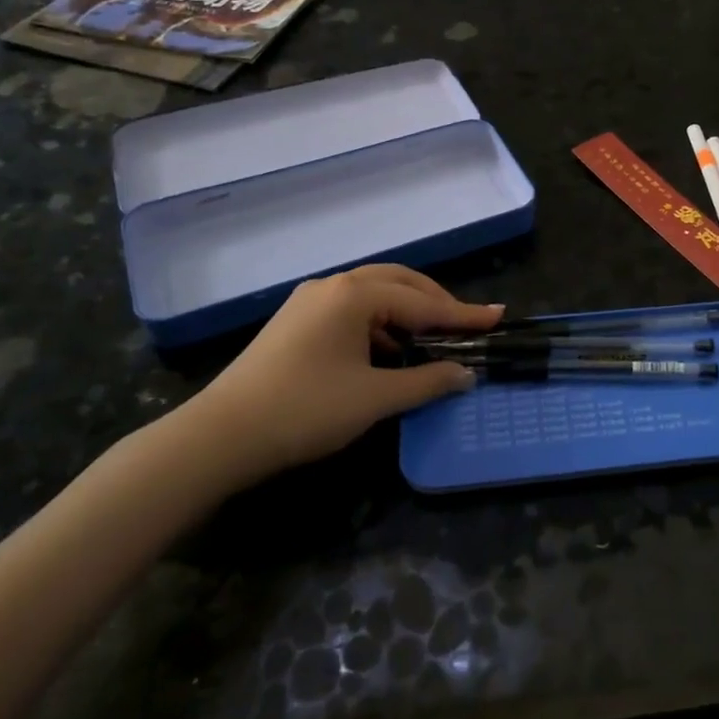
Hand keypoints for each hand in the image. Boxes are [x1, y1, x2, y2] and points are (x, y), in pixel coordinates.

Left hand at [188, 265, 501, 483]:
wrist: (221, 436)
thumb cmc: (306, 410)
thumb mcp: (375, 398)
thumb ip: (427, 382)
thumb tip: (465, 374)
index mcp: (355, 295)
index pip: (423, 302)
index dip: (463, 314)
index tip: (498, 317)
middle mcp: (333, 286)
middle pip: (399, 282)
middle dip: (435, 302)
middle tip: (465, 325)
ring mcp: (310, 301)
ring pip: (373, 294)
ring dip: (406, 312)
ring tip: (431, 339)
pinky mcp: (295, 321)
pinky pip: (351, 310)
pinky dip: (380, 323)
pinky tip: (387, 351)